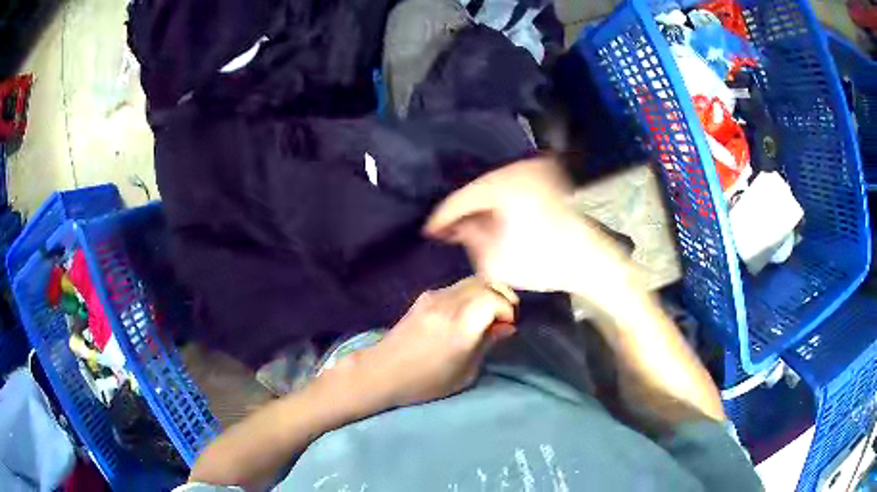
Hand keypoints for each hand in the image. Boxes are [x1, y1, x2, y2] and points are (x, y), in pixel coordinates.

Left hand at [334, 277, 516, 408]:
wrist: (383, 371)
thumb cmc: (425, 381)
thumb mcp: (464, 373)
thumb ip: (487, 344)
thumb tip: (506, 327)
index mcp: (462, 325)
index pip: (495, 299)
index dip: (508, 310)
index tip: (509, 326)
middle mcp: (450, 303)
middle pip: (485, 283)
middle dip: (502, 295)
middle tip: (506, 314)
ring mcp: (435, 296)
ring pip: (471, 280)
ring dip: (487, 291)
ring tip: (490, 311)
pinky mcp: (425, 296)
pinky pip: (456, 286)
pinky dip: (471, 291)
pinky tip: (469, 310)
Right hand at [425, 157, 639, 300]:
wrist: (591, 261)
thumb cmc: (543, 262)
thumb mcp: (495, 260)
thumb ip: (469, 238)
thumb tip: (458, 226)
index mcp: (503, 183)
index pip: (461, 197)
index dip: (442, 217)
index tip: (428, 232)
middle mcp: (518, 168)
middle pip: (478, 188)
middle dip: (463, 211)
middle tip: (447, 232)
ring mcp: (535, 172)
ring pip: (495, 187)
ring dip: (481, 207)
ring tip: (468, 228)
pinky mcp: (547, 180)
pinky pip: (512, 188)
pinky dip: (500, 203)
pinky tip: (493, 219)